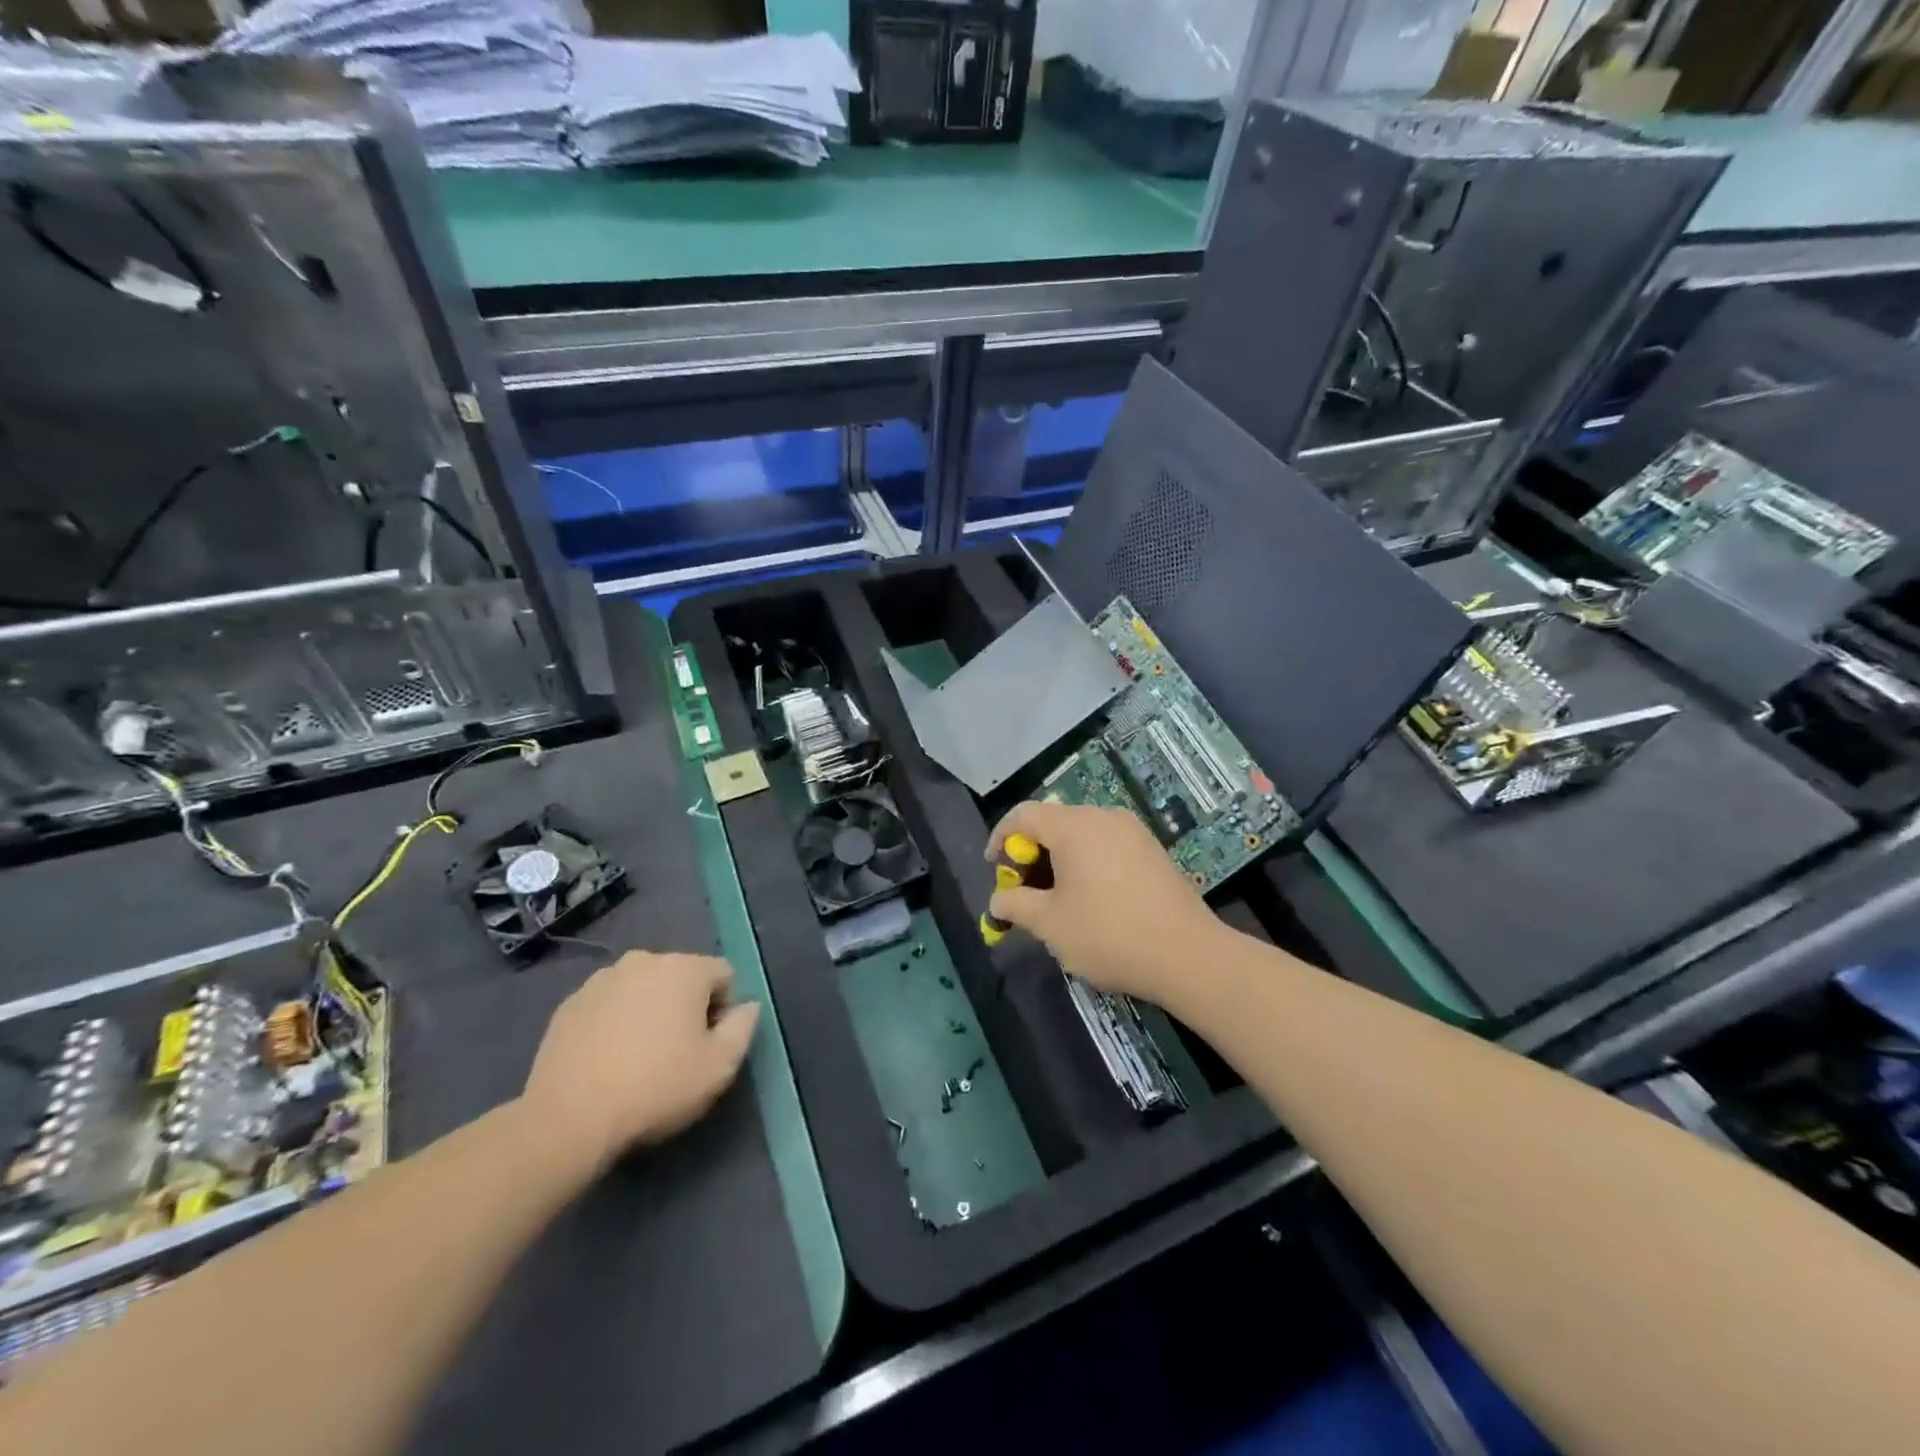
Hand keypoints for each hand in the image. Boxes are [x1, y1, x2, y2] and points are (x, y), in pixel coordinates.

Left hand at [522, 952, 759, 1172]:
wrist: (568, 1118)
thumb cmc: (656, 1086)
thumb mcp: (720, 1066)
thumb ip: (743, 1027)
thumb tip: (748, 1006)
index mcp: (685, 968)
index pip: (724, 974)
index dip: (725, 1009)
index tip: (710, 1045)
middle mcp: (644, 960)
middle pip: (682, 977)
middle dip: (686, 1006)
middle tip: (677, 1052)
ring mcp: (601, 979)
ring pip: (642, 989)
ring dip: (649, 1011)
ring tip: (640, 1057)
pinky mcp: (569, 1004)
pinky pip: (609, 1005)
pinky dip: (615, 1022)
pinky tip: (608, 1059)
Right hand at [986, 801, 1221, 1004]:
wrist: (1188, 955)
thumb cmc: (1108, 935)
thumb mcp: (1050, 924)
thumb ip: (1015, 905)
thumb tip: (998, 901)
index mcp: (1074, 826)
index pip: (1023, 815)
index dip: (1000, 838)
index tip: (995, 870)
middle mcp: (1103, 817)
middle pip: (1053, 822)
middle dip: (1030, 853)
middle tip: (1024, 890)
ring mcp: (1133, 831)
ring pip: (1081, 833)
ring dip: (1059, 858)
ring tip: (1056, 897)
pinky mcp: (1153, 849)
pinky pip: (1107, 844)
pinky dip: (1087, 861)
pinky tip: (1092, 897)